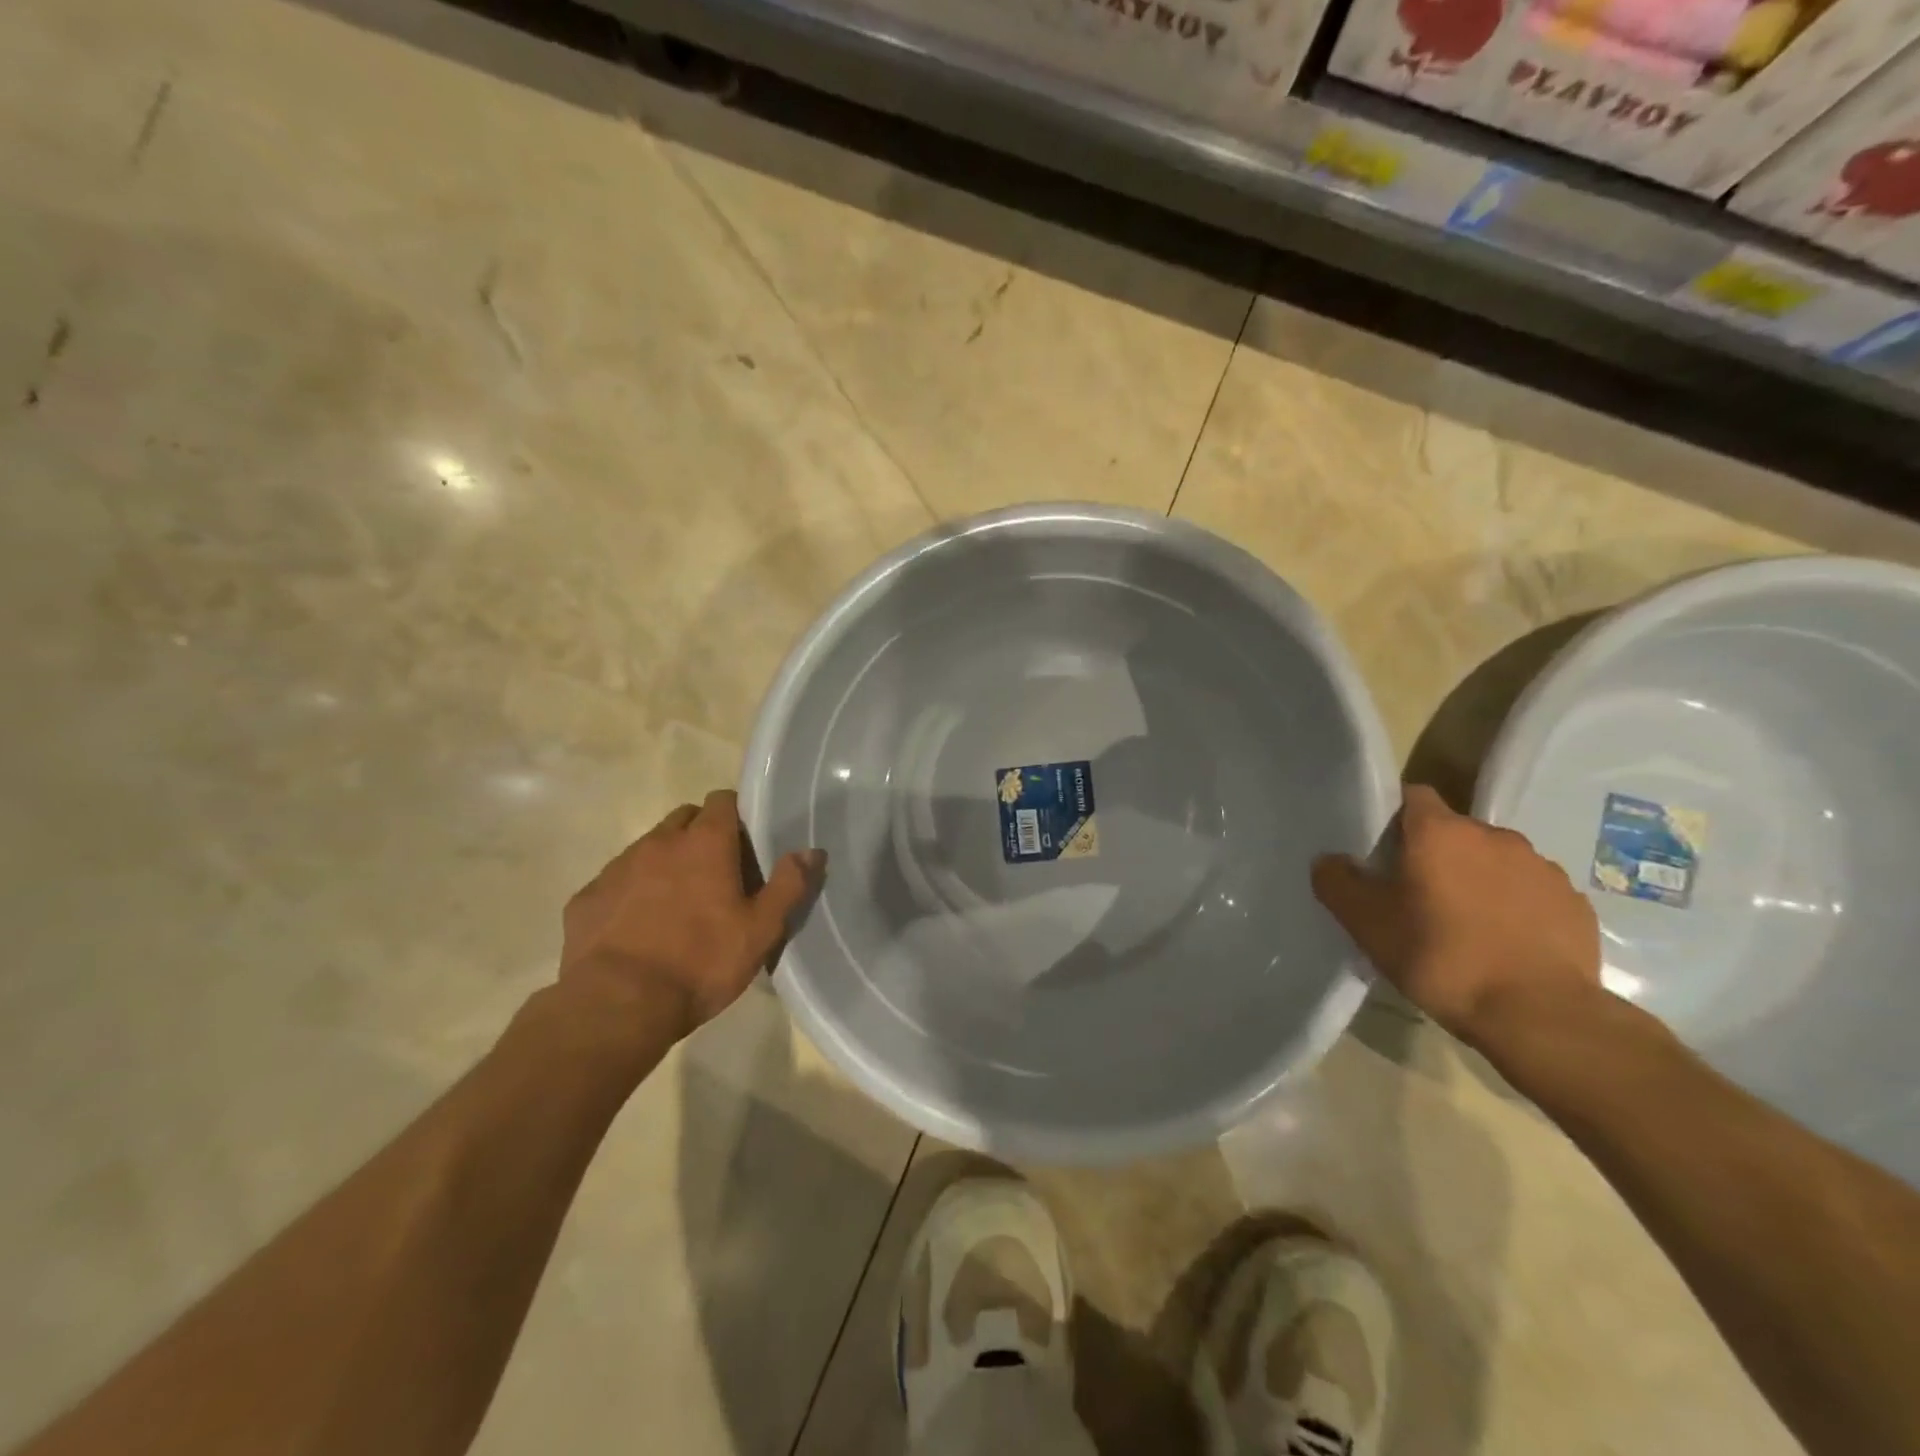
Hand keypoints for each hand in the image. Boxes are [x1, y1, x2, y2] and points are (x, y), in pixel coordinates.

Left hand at [560, 790, 825, 1037]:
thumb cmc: (701, 963)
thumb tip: (811, 851)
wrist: (617, 1005)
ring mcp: (617, 868)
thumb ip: (788, 885)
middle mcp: (659, 843)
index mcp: (705, 843)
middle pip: (683, 818)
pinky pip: (615, 881)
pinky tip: (637, 927)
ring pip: (648, 848)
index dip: (735, 814)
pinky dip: (630, 892)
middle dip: (699, 835)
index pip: (722, 800)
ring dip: (664, 863)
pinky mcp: (586, 897)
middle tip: (714, 873)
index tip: (744, 842)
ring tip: (675, 904)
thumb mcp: (760, 930)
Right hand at [1310, 784, 1600, 1049]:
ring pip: (1494, 861)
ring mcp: (1541, 867)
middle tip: (1416, 897)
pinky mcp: (1573, 903)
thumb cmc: (1441, 957)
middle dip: (1435, 856)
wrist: (1538, 1014)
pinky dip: (1514, 907)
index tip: (1383, 850)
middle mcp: (1493, 836)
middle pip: (1453, 832)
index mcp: (1440, 832)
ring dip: (1477, 880)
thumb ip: (1337, 882)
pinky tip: (1503, 944)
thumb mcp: (1366, 923)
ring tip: (1464, 925)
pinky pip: (1531, 892)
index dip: (1394, 817)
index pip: (1412, 796)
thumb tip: (1329, 860)